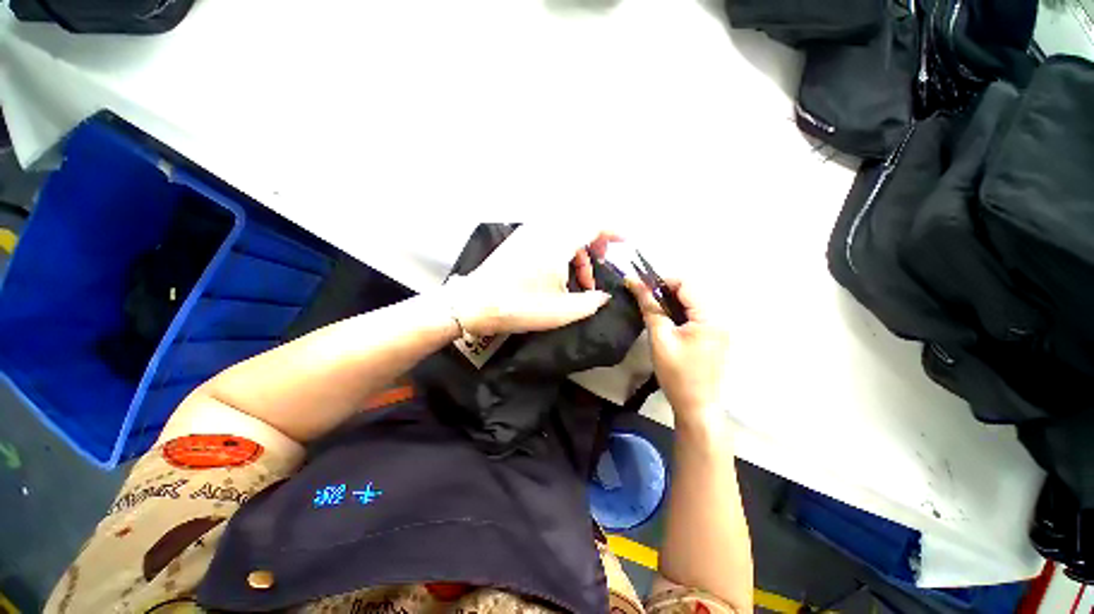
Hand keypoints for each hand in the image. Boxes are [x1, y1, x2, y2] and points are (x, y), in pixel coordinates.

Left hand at [452, 226, 618, 336]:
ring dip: (578, 248)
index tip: (625, 241)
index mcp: (558, 241)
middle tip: (600, 263)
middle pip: (580, 223)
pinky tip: (560, 270)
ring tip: (581, 276)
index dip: (613, 231)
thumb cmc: (520, 306)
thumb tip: (603, 295)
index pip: (593, 224)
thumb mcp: (563, 311)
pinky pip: (551, 234)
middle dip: (596, 240)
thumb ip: (591, 302)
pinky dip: (563, 247)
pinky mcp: (519, 239)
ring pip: (565, 229)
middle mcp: (544, 229)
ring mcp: (529, 232)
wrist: (475, 303)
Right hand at [627, 278, 729, 423]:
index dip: (662, 281)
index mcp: (710, 317)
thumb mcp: (659, 338)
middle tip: (643, 298)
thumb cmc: (676, 374)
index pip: (687, 284)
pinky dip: (678, 313)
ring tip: (651, 309)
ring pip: (692, 303)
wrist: (696, 407)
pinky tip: (665, 321)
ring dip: (670, 302)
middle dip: (665, 291)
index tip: (641, 287)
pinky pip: (695, 315)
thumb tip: (634, 282)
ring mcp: (719, 328)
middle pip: (691, 292)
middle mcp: (720, 318)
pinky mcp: (714, 336)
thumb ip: (650, 308)